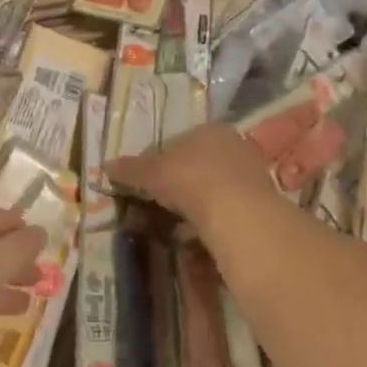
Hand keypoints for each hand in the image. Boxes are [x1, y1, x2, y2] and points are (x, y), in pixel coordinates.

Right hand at [107, 123, 278, 227]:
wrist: (236, 212)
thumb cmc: (189, 179)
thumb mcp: (151, 173)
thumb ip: (130, 169)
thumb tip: (106, 166)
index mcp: (208, 129)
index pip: (176, 143)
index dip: (156, 163)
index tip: (143, 184)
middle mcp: (232, 145)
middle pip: (196, 166)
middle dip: (176, 186)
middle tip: (156, 207)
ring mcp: (249, 173)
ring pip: (211, 189)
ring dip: (193, 206)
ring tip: (174, 227)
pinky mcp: (260, 202)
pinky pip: (225, 209)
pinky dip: (209, 220)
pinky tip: (197, 236)